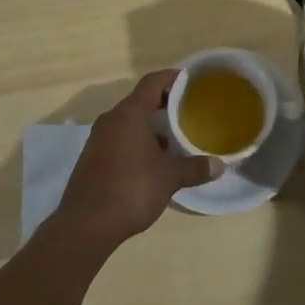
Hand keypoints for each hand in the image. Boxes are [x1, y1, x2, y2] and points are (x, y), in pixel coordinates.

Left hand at [51, 69, 220, 252]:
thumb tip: (220, 165)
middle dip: (165, 104)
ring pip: (130, 121)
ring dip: (151, 125)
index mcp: (130, 113)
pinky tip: (152, 161)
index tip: (192, 82)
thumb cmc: (131, 190)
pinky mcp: (92, 157)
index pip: (153, 81)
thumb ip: (194, 168)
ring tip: (174, 138)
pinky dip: (138, 141)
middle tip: (189, 111)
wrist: (84, 226)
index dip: (173, 78)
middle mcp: (112, 119)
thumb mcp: (169, 178)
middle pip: (141, 100)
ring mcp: (99, 138)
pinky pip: (120, 138)